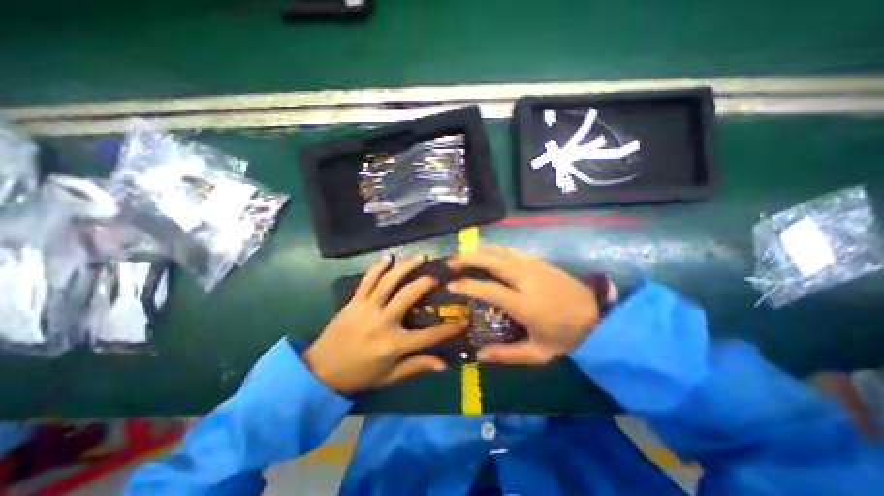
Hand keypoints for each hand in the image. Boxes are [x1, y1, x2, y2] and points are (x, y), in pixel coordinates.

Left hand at [304, 256, 463, 393]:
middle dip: (426, 283)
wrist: (320, 371)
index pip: (428, 336)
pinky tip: (388, 257)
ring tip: (420, 257)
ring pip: (388, 282)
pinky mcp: (354, 301)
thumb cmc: (359, 375)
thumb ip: (416, 366)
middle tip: (437, 276)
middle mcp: (382, 322)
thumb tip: (443, 364)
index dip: (449, 328)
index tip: (464, 320)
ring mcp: (366, 308)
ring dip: (405, 267)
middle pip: (408, 296)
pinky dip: (378, 267)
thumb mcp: (390, 376)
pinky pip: (367, 280)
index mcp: (393, 345)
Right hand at [450, 246, 599, 366]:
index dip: (468, 285)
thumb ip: (507, 355)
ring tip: (464, 255)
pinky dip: (496, 249)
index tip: (451, 285)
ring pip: (502, 251)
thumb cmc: (567, 336)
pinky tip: (488, 252)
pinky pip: (513, 251)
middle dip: (469, 259)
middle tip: (451, 262)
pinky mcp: (540, 262)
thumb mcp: (538, 354)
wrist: (598, 316)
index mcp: (525, 304)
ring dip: (480, 251)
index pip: (490, 289)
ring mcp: (535, 267)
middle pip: (493, 261)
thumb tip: (479, 356)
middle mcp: (527, 280)